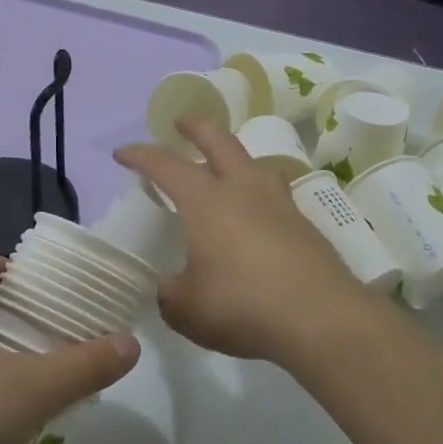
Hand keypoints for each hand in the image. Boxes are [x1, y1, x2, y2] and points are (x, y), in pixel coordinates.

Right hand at [116, 120, 372, 364]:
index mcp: (206, 201)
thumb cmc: (241, 306)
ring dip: (234, 156)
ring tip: (225, 168)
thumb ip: (171, 294)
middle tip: (182, 124)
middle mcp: (243, 190)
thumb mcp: (186, 309)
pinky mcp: (304, 225)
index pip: (166, 165)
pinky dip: (257, 193)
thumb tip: (171, 288)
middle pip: (219, 141)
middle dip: (196, 128)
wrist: (320, 319)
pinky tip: (255, 217)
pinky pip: (274, 194)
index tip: (122, 154)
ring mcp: (279, 204)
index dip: (141, 155)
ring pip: (254, 163)